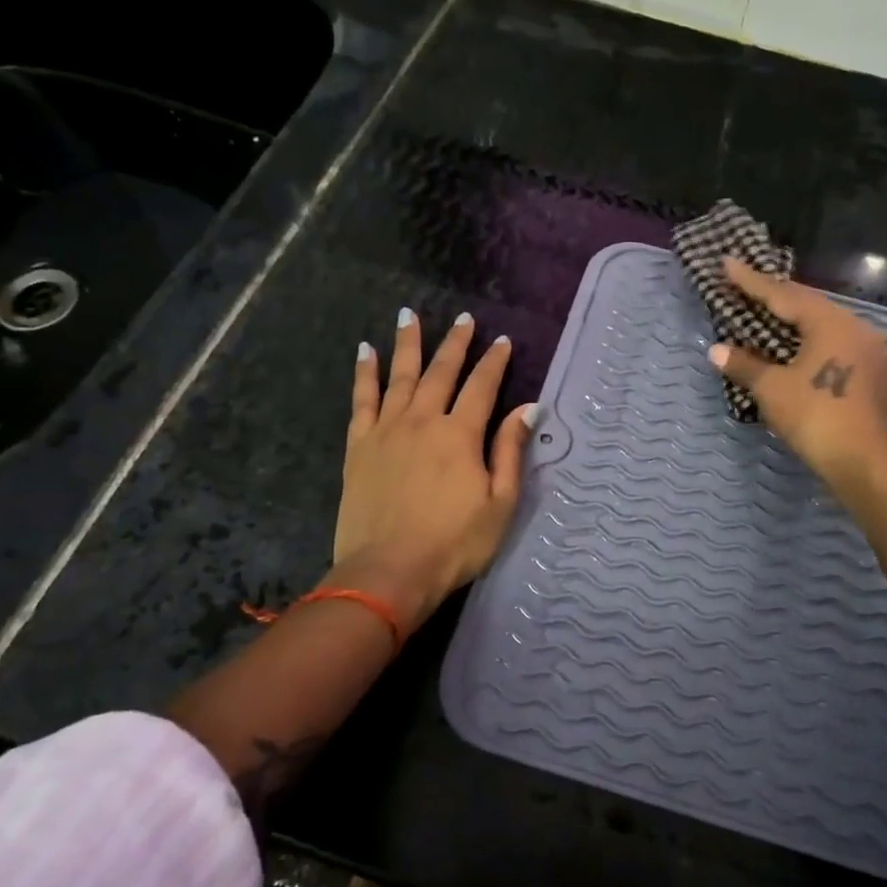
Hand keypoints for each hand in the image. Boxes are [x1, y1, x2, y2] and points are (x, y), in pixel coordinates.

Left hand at [333, 309, 535, 634]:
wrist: (388, 571)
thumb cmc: (453, 544)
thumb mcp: (499, 504)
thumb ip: (510, 451)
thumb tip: (527, 408)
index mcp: (460, 435)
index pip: (482, 387)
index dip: (494, 362)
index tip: (502, 341)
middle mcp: (423, 420)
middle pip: (441, 372)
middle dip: (455, 343)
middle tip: (464, 318)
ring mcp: (387, 430)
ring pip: (400, 376)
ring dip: (407, 343)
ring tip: (408, 315)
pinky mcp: (359, 446)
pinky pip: (362, 399)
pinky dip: (365, 373)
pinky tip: (366, 352)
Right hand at [707, 258, 886, 493]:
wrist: (863, 461)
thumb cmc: (814, 416)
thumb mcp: (772, 388)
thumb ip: (744, 364)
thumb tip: (716, 350)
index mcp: (830, 322)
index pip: (783, 294)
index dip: (751, 280)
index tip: (727, 262)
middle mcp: (856, 327)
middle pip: (808, 305)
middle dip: (774, 297)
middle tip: (745, 286)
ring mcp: (871, 350)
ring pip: (825, 325)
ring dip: (795, 320)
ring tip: (768, 315)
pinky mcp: (876, 373)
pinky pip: (837, 344)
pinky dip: (812, 342)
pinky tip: (798, 348)